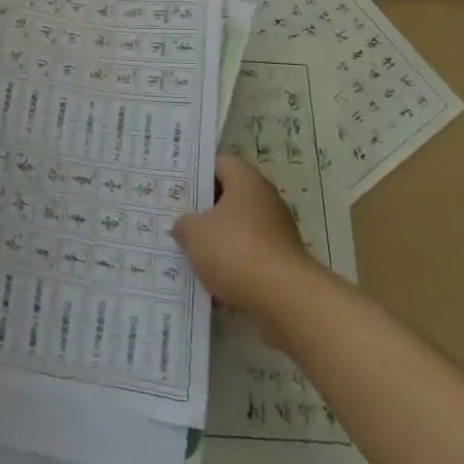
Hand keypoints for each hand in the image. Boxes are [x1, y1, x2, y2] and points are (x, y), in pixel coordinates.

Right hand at [172, 154, 316, 321]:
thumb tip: (184, 225)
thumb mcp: (194, 233)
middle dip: (204, 211)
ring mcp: (277, 231)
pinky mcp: (282, 262)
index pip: (219, 163)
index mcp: (246, 180)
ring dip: (217, 241)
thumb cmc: (236, 250)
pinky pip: (250, 256)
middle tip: (178, 220)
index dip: (196, 173)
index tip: (176, 188)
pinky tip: (213, 283)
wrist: (286, 300)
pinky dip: (233, 266)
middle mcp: (265, 199)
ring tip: (190, 255)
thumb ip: (183, 224)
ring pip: (238, 229)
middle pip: (229, 197)